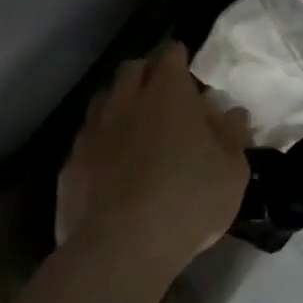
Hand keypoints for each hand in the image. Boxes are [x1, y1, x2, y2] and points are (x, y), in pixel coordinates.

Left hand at [57, 43, 251, 274]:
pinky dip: (101, 143)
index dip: (181, 59)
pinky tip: (111, 166)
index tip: (189, 72)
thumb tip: (232, 113)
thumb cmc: (188, 198)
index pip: (172, 54)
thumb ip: (232, 135)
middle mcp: (126, 99)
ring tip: (136, 127)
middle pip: (133, 69)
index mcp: (168, 91)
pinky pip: (87, 139)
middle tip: (164, 95)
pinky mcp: (70, 164)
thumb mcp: (232, 170)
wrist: (120, 248)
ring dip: (120, 104)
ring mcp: (93, 130)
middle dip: (148, 73)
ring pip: (105, 99)